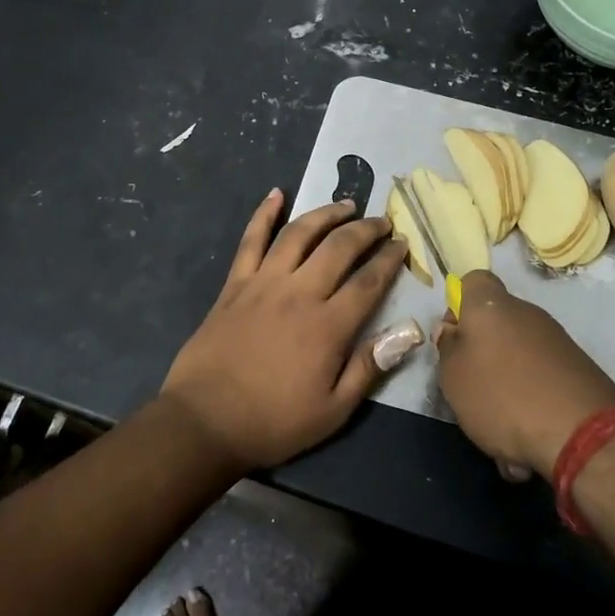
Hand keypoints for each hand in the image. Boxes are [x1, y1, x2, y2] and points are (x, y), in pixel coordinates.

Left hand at [159, 190, 411, 469]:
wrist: (204, 421)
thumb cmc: (273, 421)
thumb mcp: (332, 411)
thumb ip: (370, 367)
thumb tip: (410, 332)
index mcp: (328, 326)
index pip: (369, 282)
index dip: (390, 260)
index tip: (403, 245)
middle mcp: (299, 293)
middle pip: (339, 248)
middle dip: (366, 230)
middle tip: (382, 222)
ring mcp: (263, 283)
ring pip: (299, 234)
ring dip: (325, 214)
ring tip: (346, 205)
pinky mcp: (235, 284)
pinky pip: (251, 240)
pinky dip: (264, 214)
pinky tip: (276, 194)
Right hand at [434, 271, 614, 481]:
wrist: (582, 433)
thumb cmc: (502, 396)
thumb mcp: (454, 377)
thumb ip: (448, 349)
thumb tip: (453, 332)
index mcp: (491, 306)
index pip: (473, 281)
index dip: (459, 306)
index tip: (454, 339)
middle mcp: (527, 314)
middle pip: (496, 324)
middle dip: (483, 354)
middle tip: (472, 391)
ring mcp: (557, 340)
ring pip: (519, 356)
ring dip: (507, 386)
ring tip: (502, 429)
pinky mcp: (579, 369)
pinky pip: (542, 379)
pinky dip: (532, 402)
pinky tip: (528, 439)